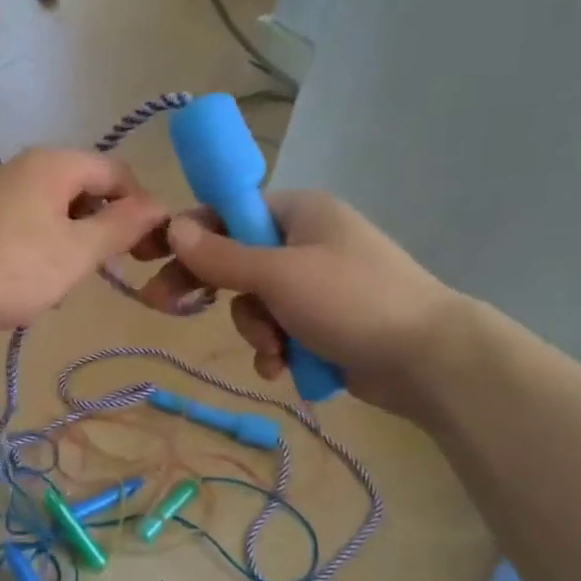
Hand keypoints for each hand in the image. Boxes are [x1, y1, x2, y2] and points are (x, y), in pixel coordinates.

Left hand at [0, 149, 169, 335]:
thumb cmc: (17, 269)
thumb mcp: (79, 251)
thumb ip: (123, 226)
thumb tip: (160, 207)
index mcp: (54, 163)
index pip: (117, 172)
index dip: (140, 207)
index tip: (147, 249)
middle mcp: (29, 165)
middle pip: (88, 187)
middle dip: (107, 225)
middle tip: (113, 266)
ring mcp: (5, 190)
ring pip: (62, 209)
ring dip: (78, 241)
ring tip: (73, 279)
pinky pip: (36, 222)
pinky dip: (51, 245)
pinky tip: (44, 280)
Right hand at [134, 191, 464, 416]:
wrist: (429, 360)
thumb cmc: (352, 301)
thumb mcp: (278, 275)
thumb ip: (221, 255)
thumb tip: (172, 228)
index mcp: (299, 213)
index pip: (228, 212)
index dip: (188, 233)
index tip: (151, 256)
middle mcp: (305, 242)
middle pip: (234, 259)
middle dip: (212, 289)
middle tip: (162, 305)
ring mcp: (315, 285)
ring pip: (254, 303)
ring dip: (255, 329)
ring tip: (275, 349)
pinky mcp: (322, 323)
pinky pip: (278, 330)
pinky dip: (275, 349)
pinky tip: (283, 367)